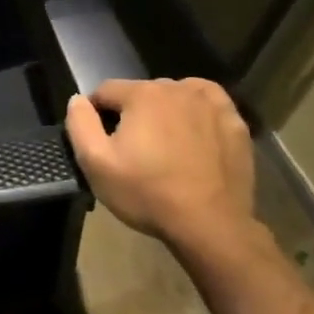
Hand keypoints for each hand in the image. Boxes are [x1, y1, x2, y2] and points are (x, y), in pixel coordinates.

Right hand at [64, 78, 261, 262]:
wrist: (210, 225)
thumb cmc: (147, 193)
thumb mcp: (96, 163)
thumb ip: (80, 124)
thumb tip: (78, 99)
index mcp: (142, 94)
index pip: (106, 91)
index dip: (97, 113)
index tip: (101, 141)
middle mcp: (176, 88)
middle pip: (141, 92)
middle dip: (132, 114)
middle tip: (134, 149)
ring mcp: (210, 103)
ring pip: (175, 95)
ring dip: (164, 111)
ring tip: (165, 144)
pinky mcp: (234, 122)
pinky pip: (208, 103)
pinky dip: (197, 110)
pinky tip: (194, 131)